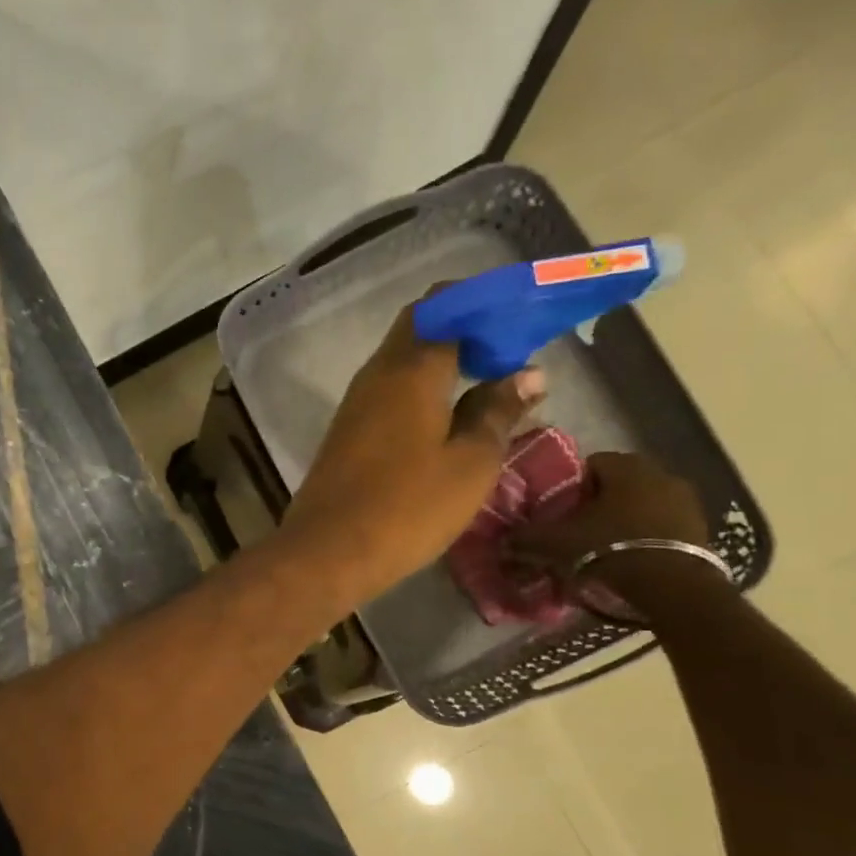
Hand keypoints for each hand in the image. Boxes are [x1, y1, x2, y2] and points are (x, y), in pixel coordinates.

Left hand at [278, 304, 543, 608]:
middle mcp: (377, 374)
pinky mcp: (347, 433)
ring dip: (444, 361)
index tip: (523, 316)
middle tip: (511, 351)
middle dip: (465, 329)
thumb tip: (527, 373)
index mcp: (410, 369)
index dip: (485, 303)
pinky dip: (422, 390)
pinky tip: (450, 415)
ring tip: (490, 381)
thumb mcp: (470, 463)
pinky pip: (390, 392)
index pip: (446, 305)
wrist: (328, 552)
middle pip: (420, 328)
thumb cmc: (407, 507)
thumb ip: (498, 412)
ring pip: (403, 361)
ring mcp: (356, 404)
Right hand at [507, 452, 723, 610]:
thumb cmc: (610, 549)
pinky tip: (632, 557)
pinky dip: (646, 535)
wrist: (674, 587)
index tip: (561, 512)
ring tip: (605, 546)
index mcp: (625, 466)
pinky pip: (663, 523)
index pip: (590, 464)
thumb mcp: (556, 543)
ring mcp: (686, 499)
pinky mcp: (701, 526)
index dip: (571, 487)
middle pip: (618, 483)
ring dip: (624, 518)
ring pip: (642, 503)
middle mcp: (659, 473)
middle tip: (579, 530)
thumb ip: (525, 538)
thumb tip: (501, 540)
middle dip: (599, 503)